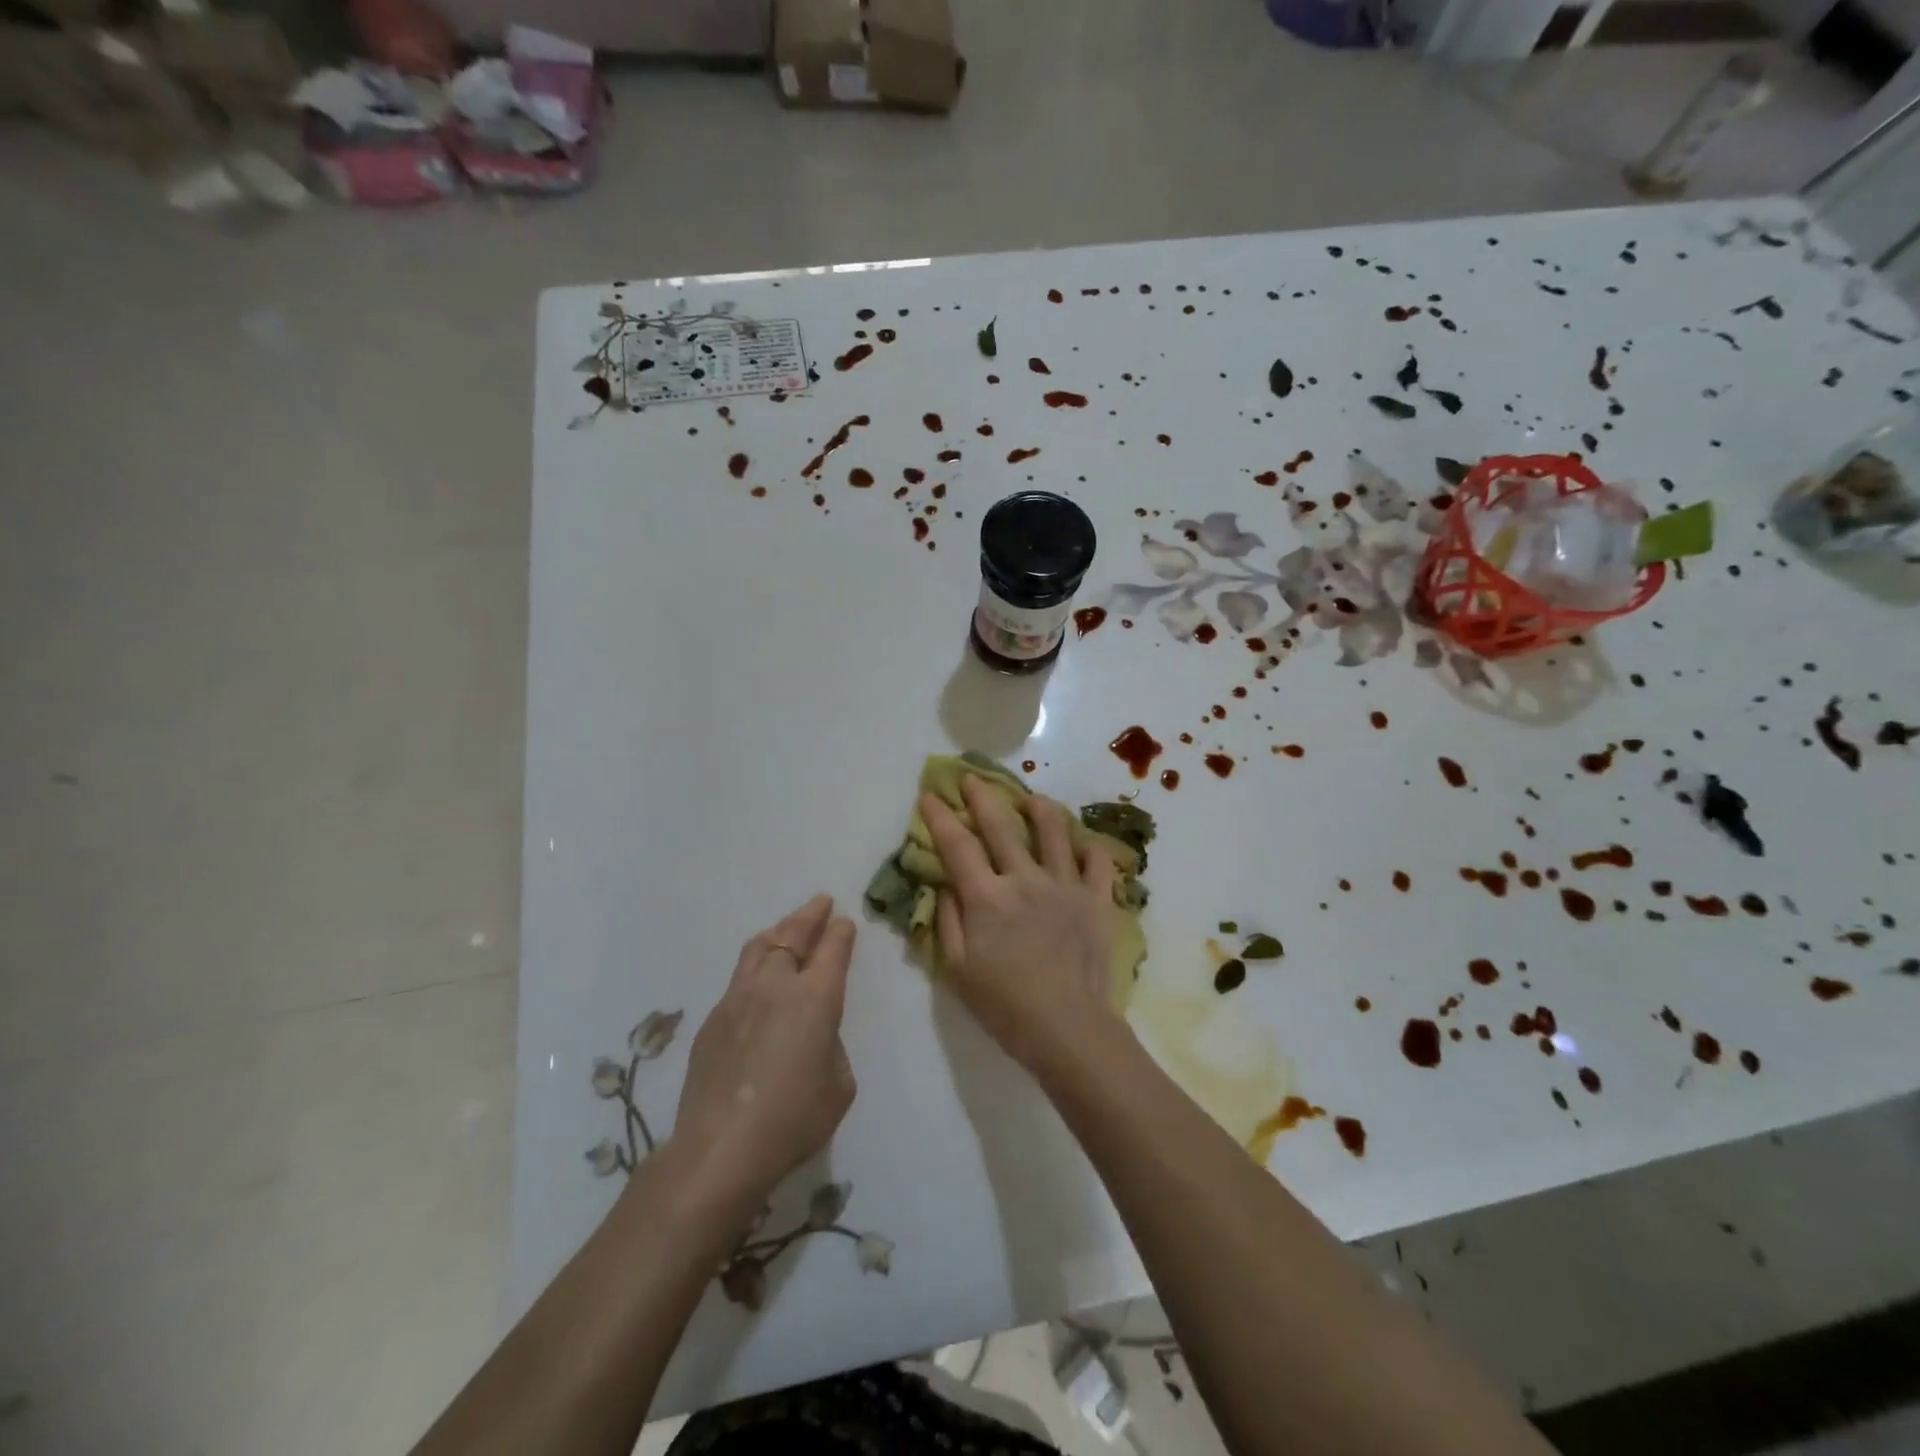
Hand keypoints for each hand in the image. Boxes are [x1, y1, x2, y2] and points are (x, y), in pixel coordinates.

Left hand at [665, 895, 856, 1210]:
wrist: (720, 1150)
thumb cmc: (793, 1121)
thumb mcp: (839, 1085)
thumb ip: (831, 1045)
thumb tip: (813, 1034)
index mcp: (816, 998)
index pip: (832, 948)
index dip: (841, 932)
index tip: (845, 922)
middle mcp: (776, 985)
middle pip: (792, 934)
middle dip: (810, 915)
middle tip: (821, 903)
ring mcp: (738, 997)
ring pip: (759, 947)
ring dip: (779, 930)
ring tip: (788, 926)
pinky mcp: (713, 1018)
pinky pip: (739, 976)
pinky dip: (756, 963)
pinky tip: (759, 977)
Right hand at [920, 776, 1124, 1073]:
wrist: (1069, 1029)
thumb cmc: (1005, 1006)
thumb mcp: (958, 970)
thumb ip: (949, 921)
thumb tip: (947, 884)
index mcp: (987, 897)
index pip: (956, 845)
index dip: (940, 817)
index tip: (931, 795)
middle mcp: (1024, 879)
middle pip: (1000, 825)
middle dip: (982, 796)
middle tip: (973, 778)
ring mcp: (1065, 885)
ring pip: (1054, 831)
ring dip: (1039, 808)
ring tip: (1032, 799)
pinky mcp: (1096, 899)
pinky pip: (1098, 862)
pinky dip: (1090, 848)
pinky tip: (1082, 844)